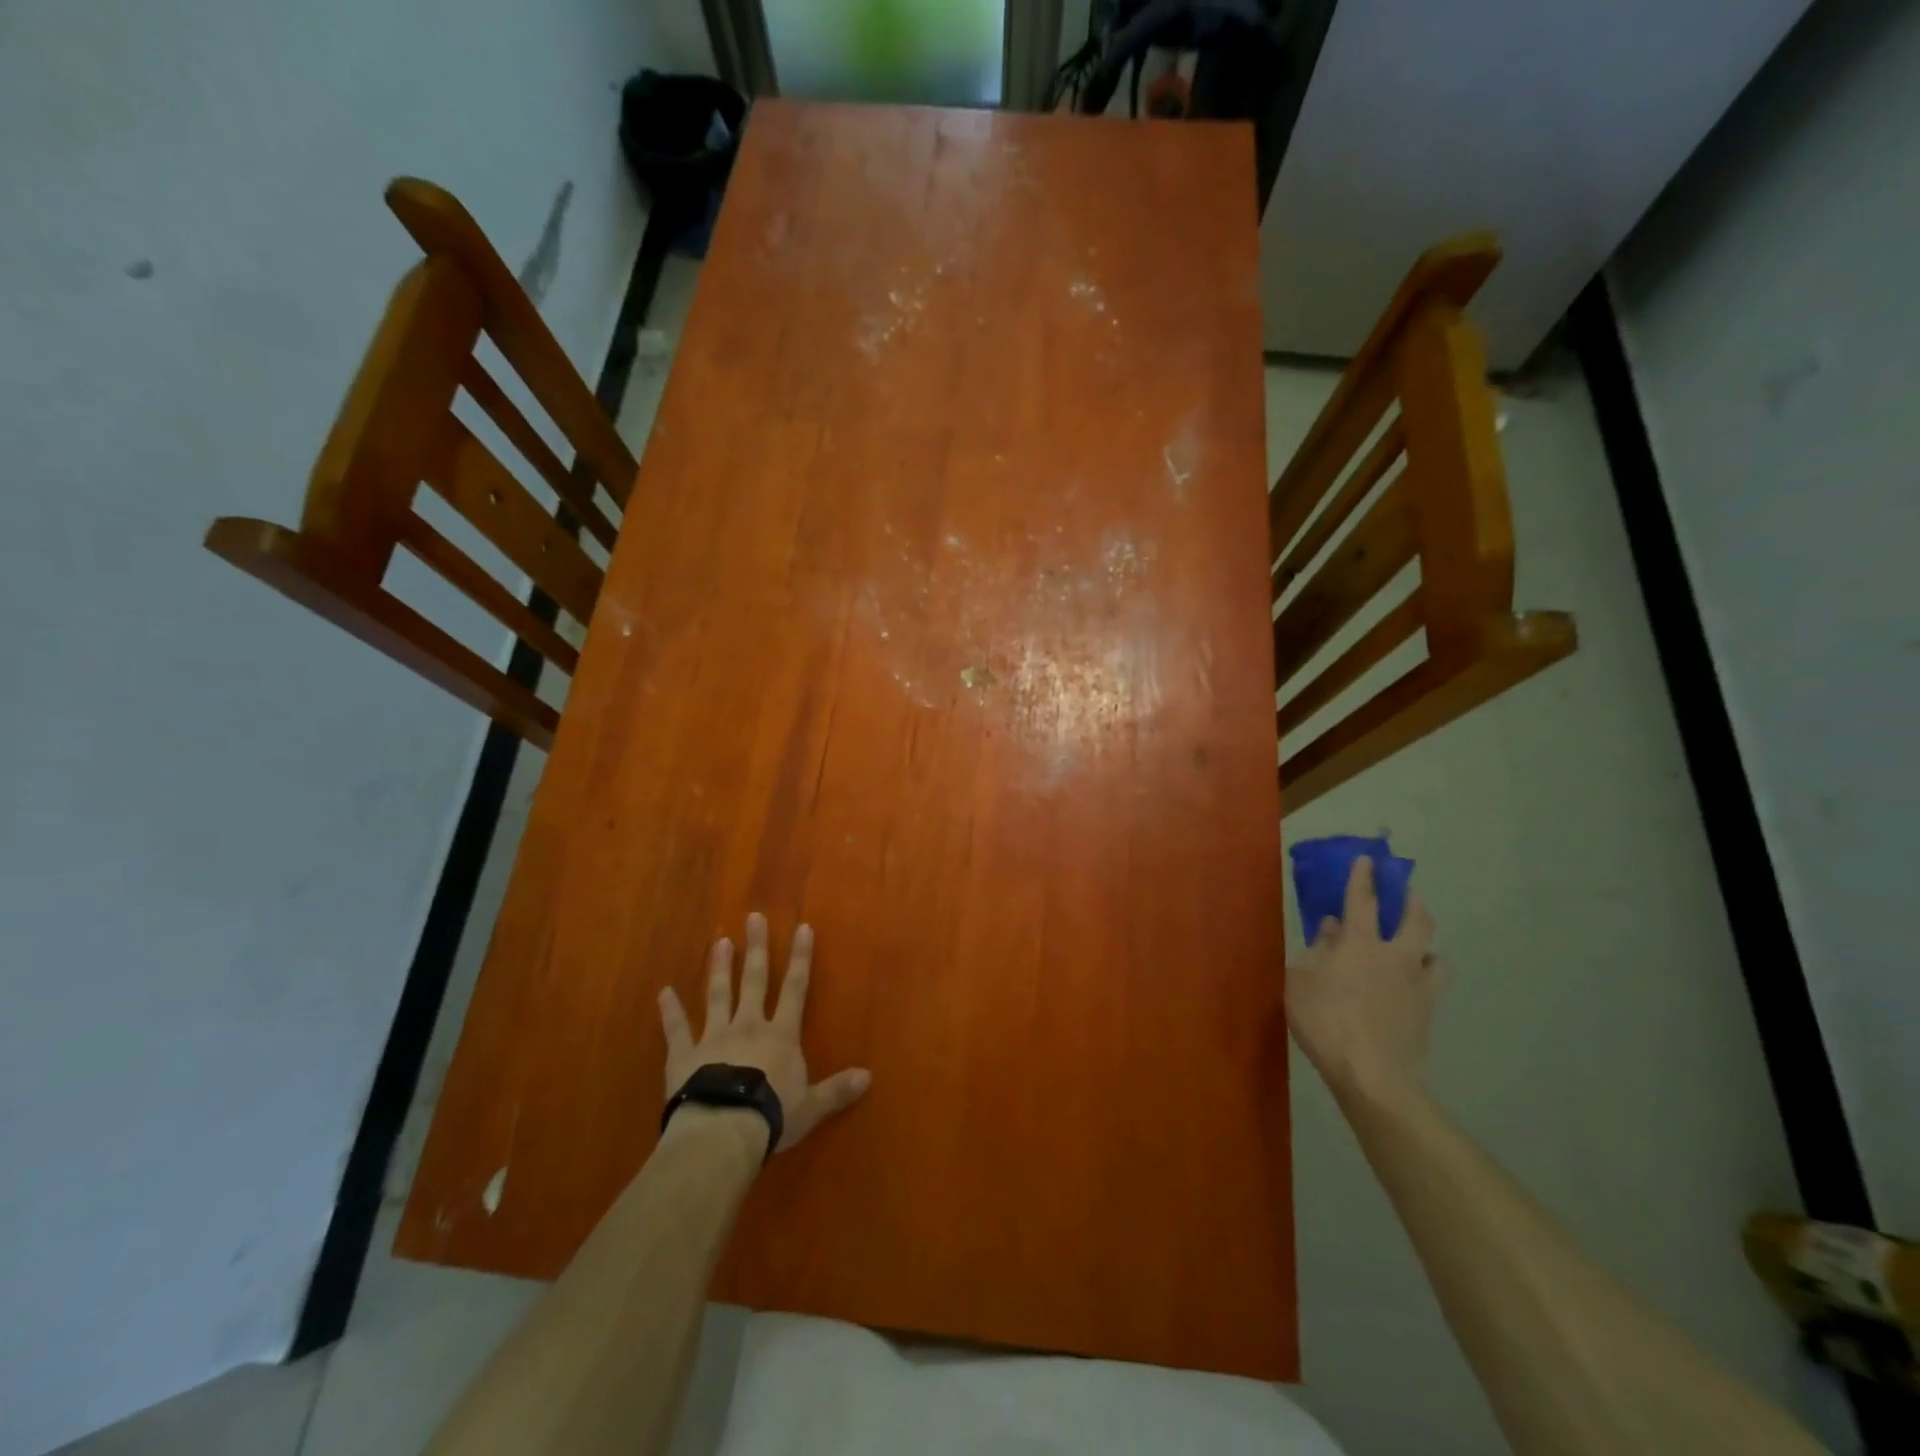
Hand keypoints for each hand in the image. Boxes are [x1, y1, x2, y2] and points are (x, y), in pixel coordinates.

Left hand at [658, 912, 870, 1151]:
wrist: (722, 1131)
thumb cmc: (771, 1116)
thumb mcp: (811, 1106)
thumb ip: (837, 1090)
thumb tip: (868, 1076)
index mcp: (781, 1036)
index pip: (795, 988)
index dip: (800, 957)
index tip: (802, 927)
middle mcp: (748, 1026)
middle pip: (754, 980)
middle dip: (756, 948)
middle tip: (752, 917)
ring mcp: (714, 1037)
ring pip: (718, 995)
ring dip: (719, 968)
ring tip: (718, 942)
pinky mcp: (684, 1056)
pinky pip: (677, 1030)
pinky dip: (670, 1011)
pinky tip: (663, 993)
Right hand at [1286, 856, 1444, 1104]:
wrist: (1371, 1072)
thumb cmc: (1325, 1020)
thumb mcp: (1300, 982)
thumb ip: (1315, 952)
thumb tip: (1330, 929)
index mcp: (1360, 944)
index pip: (1362, 900)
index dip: (1363, 877)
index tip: (1367, 859)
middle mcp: (1395, 957)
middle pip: (1416, 921)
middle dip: (1412, 902)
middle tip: (1408, 893)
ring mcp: (1418, 985)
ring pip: (1436, 955)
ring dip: (1427, 946)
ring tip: (1417, 947)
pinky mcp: (1428, 1013)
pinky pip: (1433, 986)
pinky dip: (1425, 979)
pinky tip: (1413, 987)